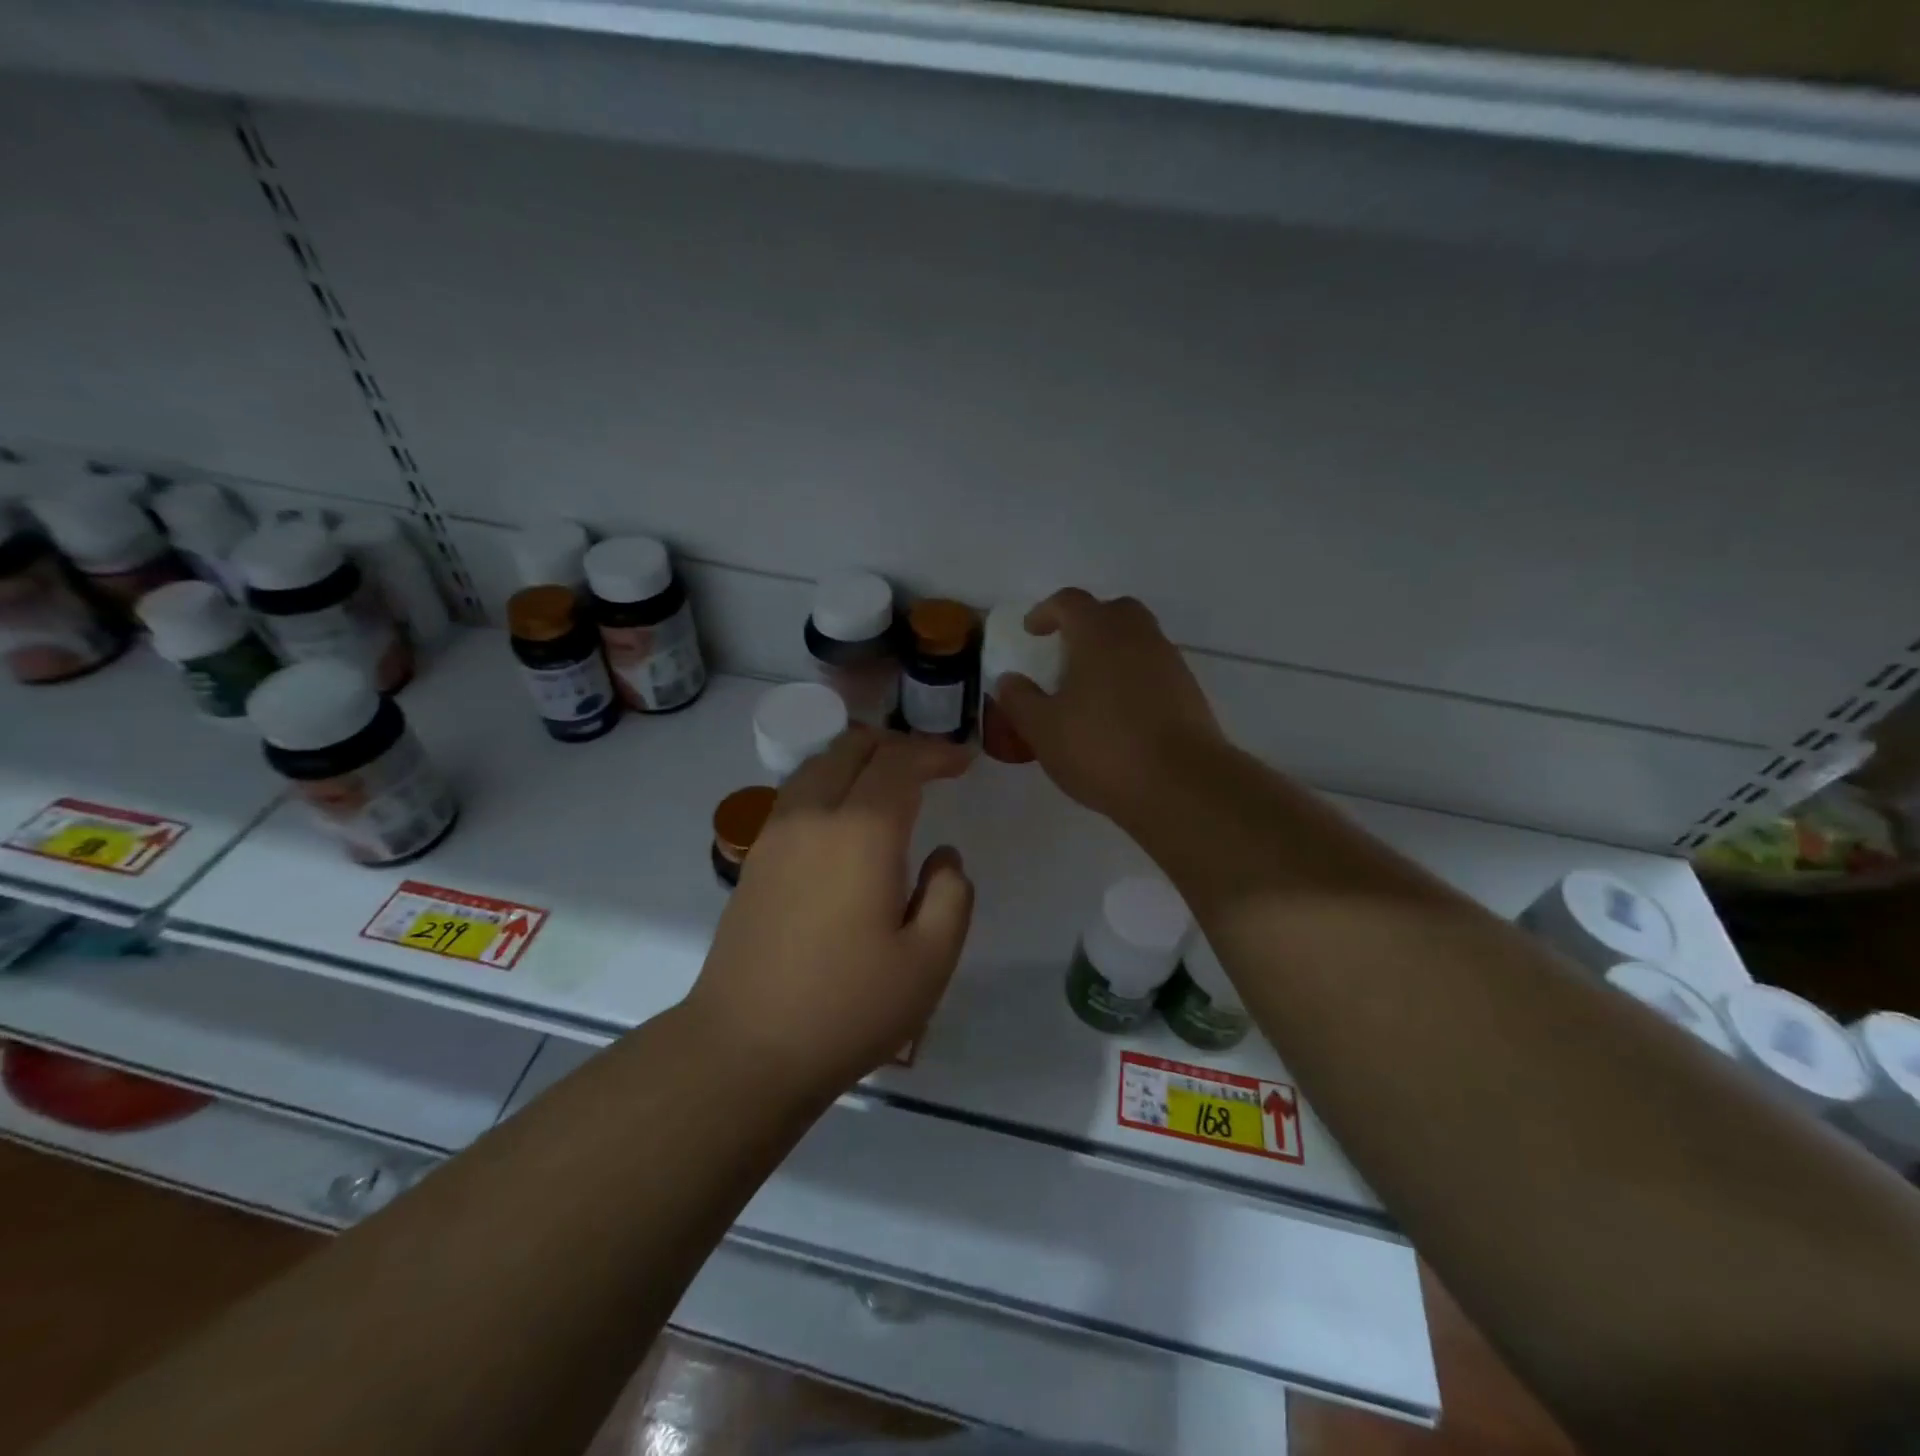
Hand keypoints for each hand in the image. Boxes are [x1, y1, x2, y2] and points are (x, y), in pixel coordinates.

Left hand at [684, 727, 974, 1098]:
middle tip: (930, 767)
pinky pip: (797, 794)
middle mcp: (813, 816)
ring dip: (858, 760)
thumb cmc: (848, 1008)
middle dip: (897, 745)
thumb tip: (942, 856)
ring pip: (818, 764)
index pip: (900, 763)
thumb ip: (951, 894)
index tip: (964, 761)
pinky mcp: (755, 859)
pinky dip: (830, 782)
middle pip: (852, 747)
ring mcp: (775, 835)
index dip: (936, 753)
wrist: (745, 1049)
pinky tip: (846, 820)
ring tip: (889, 785)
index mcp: (861, 833)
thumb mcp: (930, 961)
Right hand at [992, 588, 1223, 823]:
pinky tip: (1119, 714)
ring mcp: (1170, 663)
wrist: (1182, 785)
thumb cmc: (1103, 748)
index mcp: (1099, 633)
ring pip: (1138, 640)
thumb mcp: (1043, 729)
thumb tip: (1009, 680)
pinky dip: (1133, 679)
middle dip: (1086, 623)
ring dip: (1112, 652)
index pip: (1070, 602)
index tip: (1030, 632)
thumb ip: (1020, 700)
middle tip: (1066, 652)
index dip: (1046, 612)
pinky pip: (1154, 670)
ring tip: (1090, 688)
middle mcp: (1138, 636)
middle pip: (1112, 611)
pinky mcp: (1189, 692)